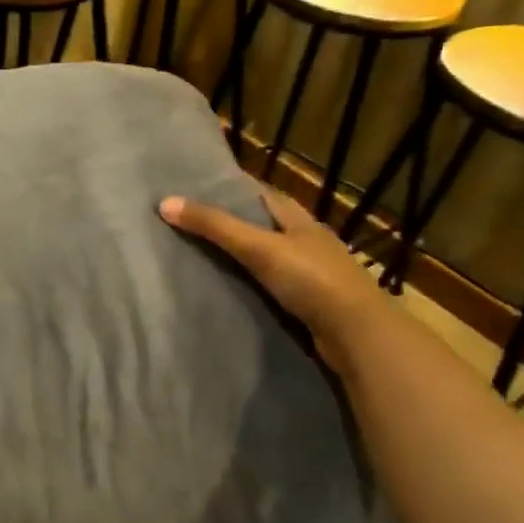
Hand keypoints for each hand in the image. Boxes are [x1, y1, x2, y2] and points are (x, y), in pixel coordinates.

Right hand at [158, 189, 391, 366]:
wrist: (358, 335)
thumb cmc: (311, 279)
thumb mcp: (259, 247)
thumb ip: (214, 226)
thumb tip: (164, 202)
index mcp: (299, 219)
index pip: (260, 193)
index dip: (230, 187)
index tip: (195, 187)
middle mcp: (306, 241)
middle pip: (262, 224)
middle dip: (231, 222)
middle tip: (188, 222)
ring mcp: (310, 273)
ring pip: (267, 257)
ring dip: (240, 256)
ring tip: (198, 255)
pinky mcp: (309, 303)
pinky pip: (271, 286)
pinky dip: (250, 284)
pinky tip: (228, 289)